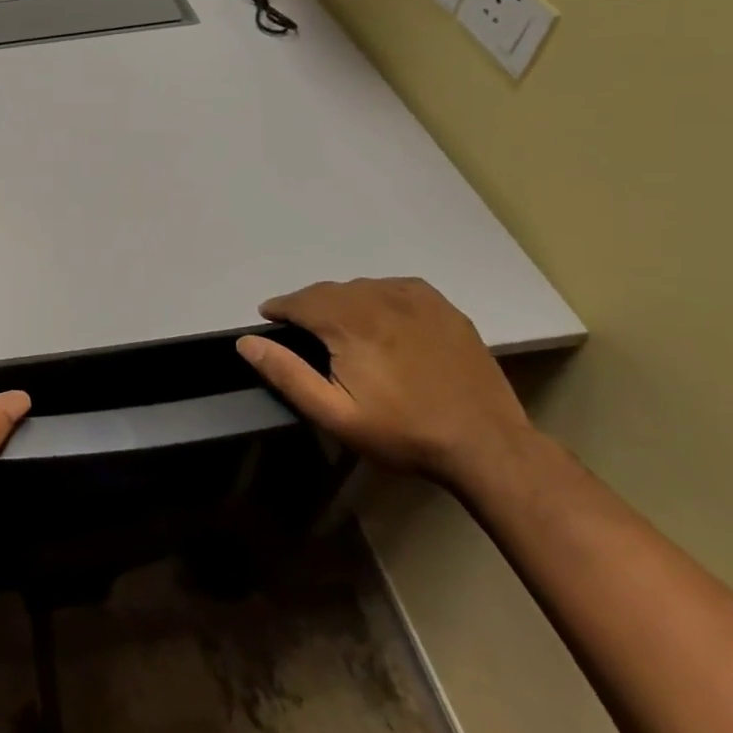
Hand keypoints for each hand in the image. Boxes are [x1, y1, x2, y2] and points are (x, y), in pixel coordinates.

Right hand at [235, 278, 533, 487]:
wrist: (485, 445)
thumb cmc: (402, 433)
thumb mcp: (334, 414)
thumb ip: (287, 374)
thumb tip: (246, 342)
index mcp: (350, 323)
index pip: (300, 300)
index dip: (280, 308)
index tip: (269, 318)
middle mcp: (380, 299)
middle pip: (329, 291)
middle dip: (308, 305)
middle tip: (301, 329)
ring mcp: (416, 300)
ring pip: (361, 287)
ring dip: (341, 300)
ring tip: (338, 325)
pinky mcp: (443, 308)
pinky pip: (395, 287)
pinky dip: (376, 295)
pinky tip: (378, 316)